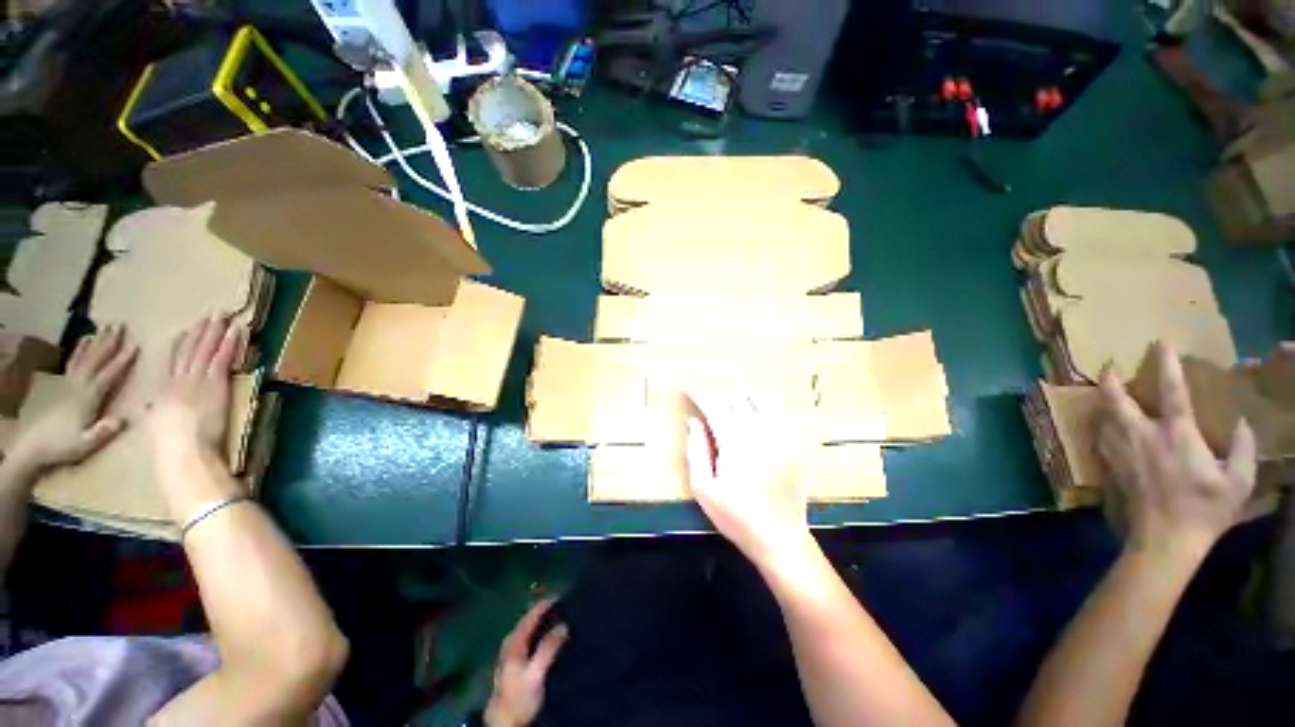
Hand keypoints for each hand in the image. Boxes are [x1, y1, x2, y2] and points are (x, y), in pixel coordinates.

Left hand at [9, 325, 135, 473]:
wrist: (34, 447)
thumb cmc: (63, 447)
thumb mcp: (85, 444)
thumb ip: (103, 432)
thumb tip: (123, 420)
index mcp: (89, 398)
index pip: (109, 375)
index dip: (122, 360)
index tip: (136, 345)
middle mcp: (79, 385)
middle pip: (96, 360)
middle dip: (108, 342)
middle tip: (120, 324)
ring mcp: (69, 384)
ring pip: (84, 357)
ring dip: (96, 342)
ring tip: (104, 327)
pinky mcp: (62, 385)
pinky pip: (73, 362)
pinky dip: (79, 350)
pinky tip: (84, 342)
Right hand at [145, 317, 246, 460]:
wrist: (183, 451)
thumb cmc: (171, 449)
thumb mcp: (156, 428)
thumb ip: (157, 415)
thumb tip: (151, 409)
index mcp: (162, 394)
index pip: (172, 365)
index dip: (179, 348)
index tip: (182, 333)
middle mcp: (177, 382)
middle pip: (189, 352)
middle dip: (199, 333)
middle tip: (208, 316)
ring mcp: (196, 381)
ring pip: (205, 350)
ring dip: (215, 331)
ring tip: (222, 316)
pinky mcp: (214, 383)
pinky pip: (222, 357)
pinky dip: (230, 342)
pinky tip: (238, 330)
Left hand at [484, 598, 568, 726]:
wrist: (503, 723)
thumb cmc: (519, 698)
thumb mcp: (536, 674)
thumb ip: (548, 649)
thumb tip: (564, 625)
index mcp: (514, 642)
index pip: (530, 616)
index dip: (545, 604)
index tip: (561, 595)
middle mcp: (510, 643)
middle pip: (527, 620)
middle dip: (543, 610)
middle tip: (562, 604)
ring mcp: (510, 652)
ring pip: (527, 628)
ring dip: (541, 620)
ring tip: (558, 615)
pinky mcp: (513, 662)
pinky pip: (527, 637)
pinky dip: (537, 630)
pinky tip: (546, 634)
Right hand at [682, 392, 813, 565]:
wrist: (779, 537)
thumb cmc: (735, 515)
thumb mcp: (703, 488)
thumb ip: (696, 450)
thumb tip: (694, 422)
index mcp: (734, 439)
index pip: (714, 405)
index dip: (699, 395)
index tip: (688, 389)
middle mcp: (759, 429)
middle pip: (736, 397)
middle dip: (719, 394)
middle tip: (708, 400)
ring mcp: (781, 434)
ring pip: (760, 399)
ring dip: (741, 395)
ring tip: (730, 401)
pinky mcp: (794, 443)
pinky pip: (778, 413)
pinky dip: (762, 406)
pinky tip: (755, 413)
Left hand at [1096, 341, 1256, 559]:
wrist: (1164, 539)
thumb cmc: (1204, 511)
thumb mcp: (1238, 482)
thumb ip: (1244, 450)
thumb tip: (1244, 424)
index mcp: (1177, 435)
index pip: (1171, 390)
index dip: (1165, 364)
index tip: (1159, 343)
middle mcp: (1142, 436)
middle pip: (1117, 399)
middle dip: (1110, 379)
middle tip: (1108, 366)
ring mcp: (1121, 451)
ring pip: (1102, 416)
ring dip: (1102, 400)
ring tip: (1103, 390)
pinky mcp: (1111, 465)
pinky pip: (1100, 437)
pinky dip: (1100, 424)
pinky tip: (1102, 422)